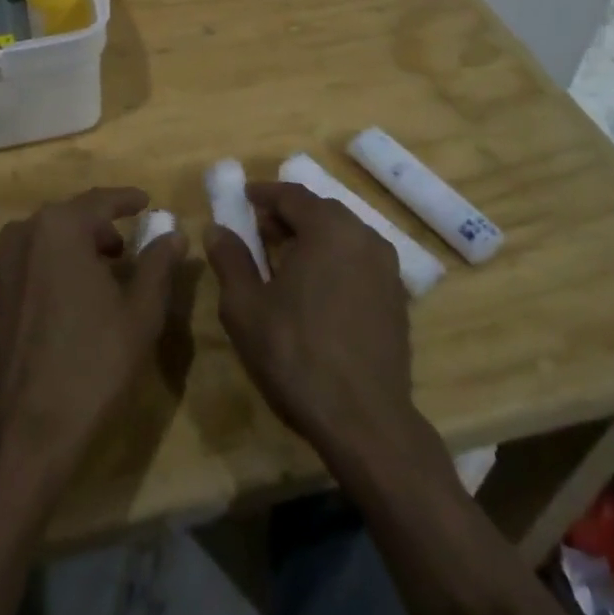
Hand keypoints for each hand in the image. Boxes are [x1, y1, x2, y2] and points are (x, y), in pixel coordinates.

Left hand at [0, 187, 184, 479]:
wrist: (27, 430)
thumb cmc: (93, 364)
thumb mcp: (141, 312)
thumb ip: (158, 263)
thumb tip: (173, 233)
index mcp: (60, 228)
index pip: (99, 201)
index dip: (126, 200)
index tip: (145, 202)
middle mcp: (19, 235)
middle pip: (65, 219)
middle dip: (94, 229)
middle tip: (120, 250)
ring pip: (34, 243)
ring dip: (61, 250)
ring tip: (84, 276)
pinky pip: (6, 271)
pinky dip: (28, 274)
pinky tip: (41, 299)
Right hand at [205, 182, 415, 463]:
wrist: (365, 421)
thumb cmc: (296, 355)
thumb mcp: (245, 307)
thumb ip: (230, 260)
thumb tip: (217, 229)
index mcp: (329, 228)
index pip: (292, 194)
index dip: (263, 193)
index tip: (243, 197)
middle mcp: (364, 236)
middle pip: (320, 211)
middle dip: (287, 216)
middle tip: (258, 231)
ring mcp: (387, 268)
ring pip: (342, 236)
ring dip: (311, 238)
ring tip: (283, 261)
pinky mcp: (397, 298)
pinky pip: (358, 261)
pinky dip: (333, 260)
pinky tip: (314, 290)